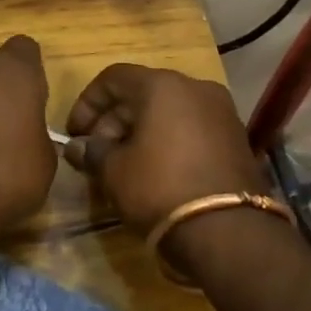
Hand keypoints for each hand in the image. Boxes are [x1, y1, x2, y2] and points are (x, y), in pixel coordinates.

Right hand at [62, 65, 268, 233]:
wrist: (230, 232)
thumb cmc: (161, 188)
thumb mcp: (115, 172)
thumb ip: (93, 152)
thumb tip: (76, 147)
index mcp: (162, 84)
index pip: (114, 78)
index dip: (87, 103)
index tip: (75, 134)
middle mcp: (195, 87)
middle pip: (143, 93)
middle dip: (114, 121)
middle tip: (96, 154)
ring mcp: (221, 111)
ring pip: (169, 111)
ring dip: (141, 132)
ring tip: (123, 165)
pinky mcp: (236, 138)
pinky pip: (191, 128)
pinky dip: (168, 141)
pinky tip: (155, 171)